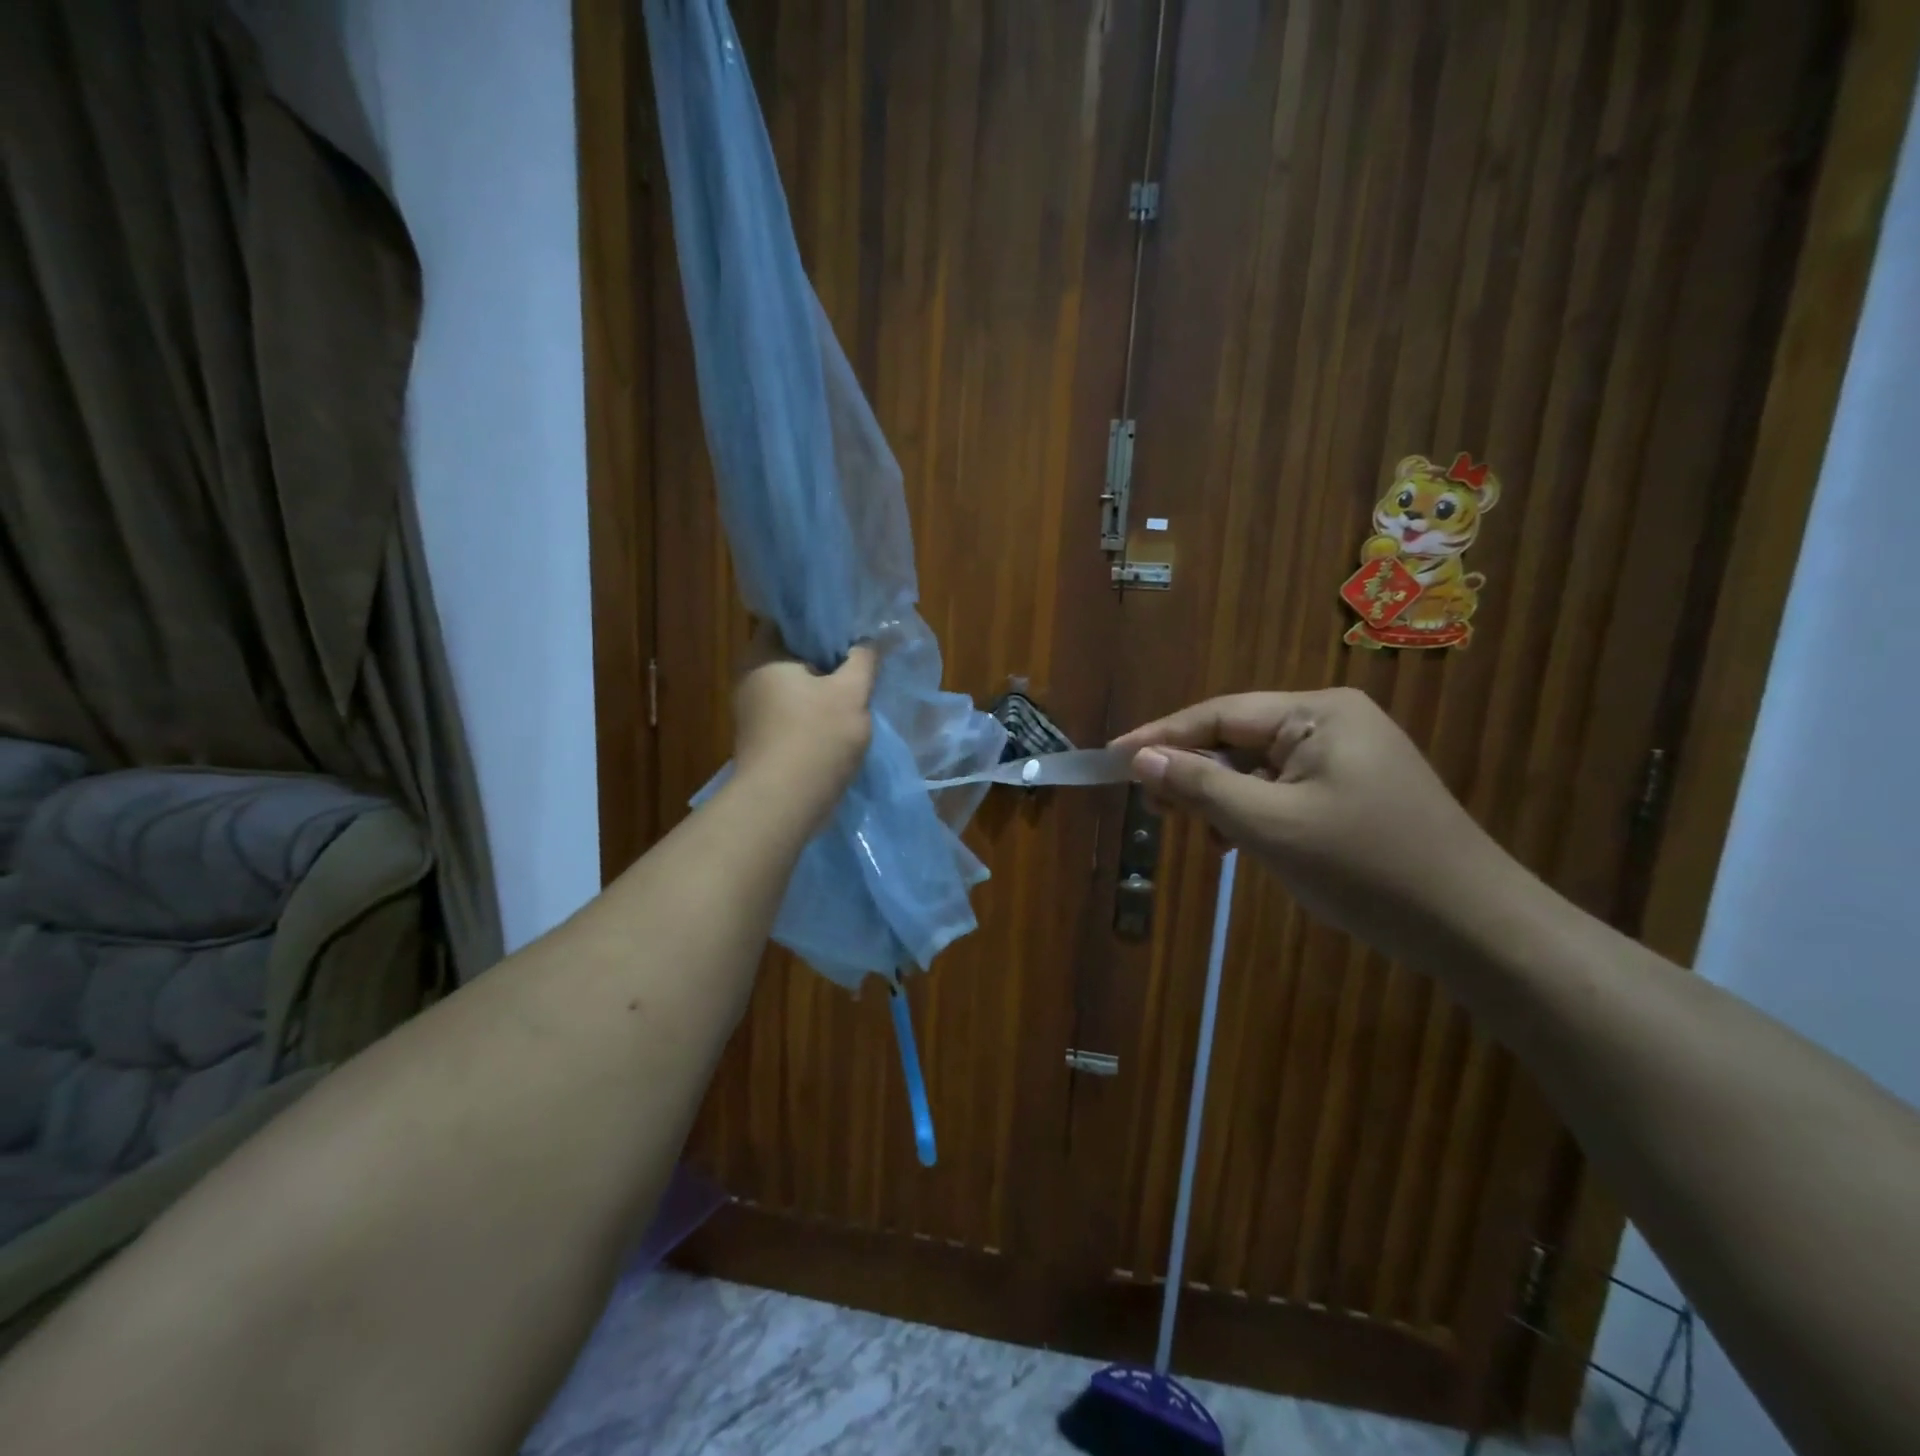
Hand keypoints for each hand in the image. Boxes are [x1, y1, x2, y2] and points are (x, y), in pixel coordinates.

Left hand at [731, 623, 875, 819]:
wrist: (784, 804)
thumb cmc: (816, 737)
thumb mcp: (852, 692)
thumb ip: (863, 660)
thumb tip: (869, 641)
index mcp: (762, 656)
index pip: (790, 622)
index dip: (822, 622)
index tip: (852, 628)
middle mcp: (750, 679)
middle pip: (794, 655)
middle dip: (827, 657)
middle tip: (862, 657)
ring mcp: (753, 711)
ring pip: (796, 687)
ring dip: (824, 688)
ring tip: (857, 688)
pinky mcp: (762, 738)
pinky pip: (793, 712)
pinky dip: (814, 712)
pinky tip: (840, 719)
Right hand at [1111, 688, 1526, 964]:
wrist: (1474, 927)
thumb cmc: (1365, 869)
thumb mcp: (1269, 826)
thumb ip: (1200, 785)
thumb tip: (1141, 758)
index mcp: (1317, 713)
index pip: (1218, 715)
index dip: (1161, 737)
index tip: (1112, 758)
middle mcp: (1332, 721)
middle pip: (1237, 737)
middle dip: (1192, 770)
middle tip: (1150, 805)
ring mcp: (1347, 755)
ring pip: (1258, 767)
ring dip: (1221, 796)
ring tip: (1194, 831)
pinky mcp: (1354, 788)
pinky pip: (1284, 788)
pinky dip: (1252, 811)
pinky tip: (1236, 843)